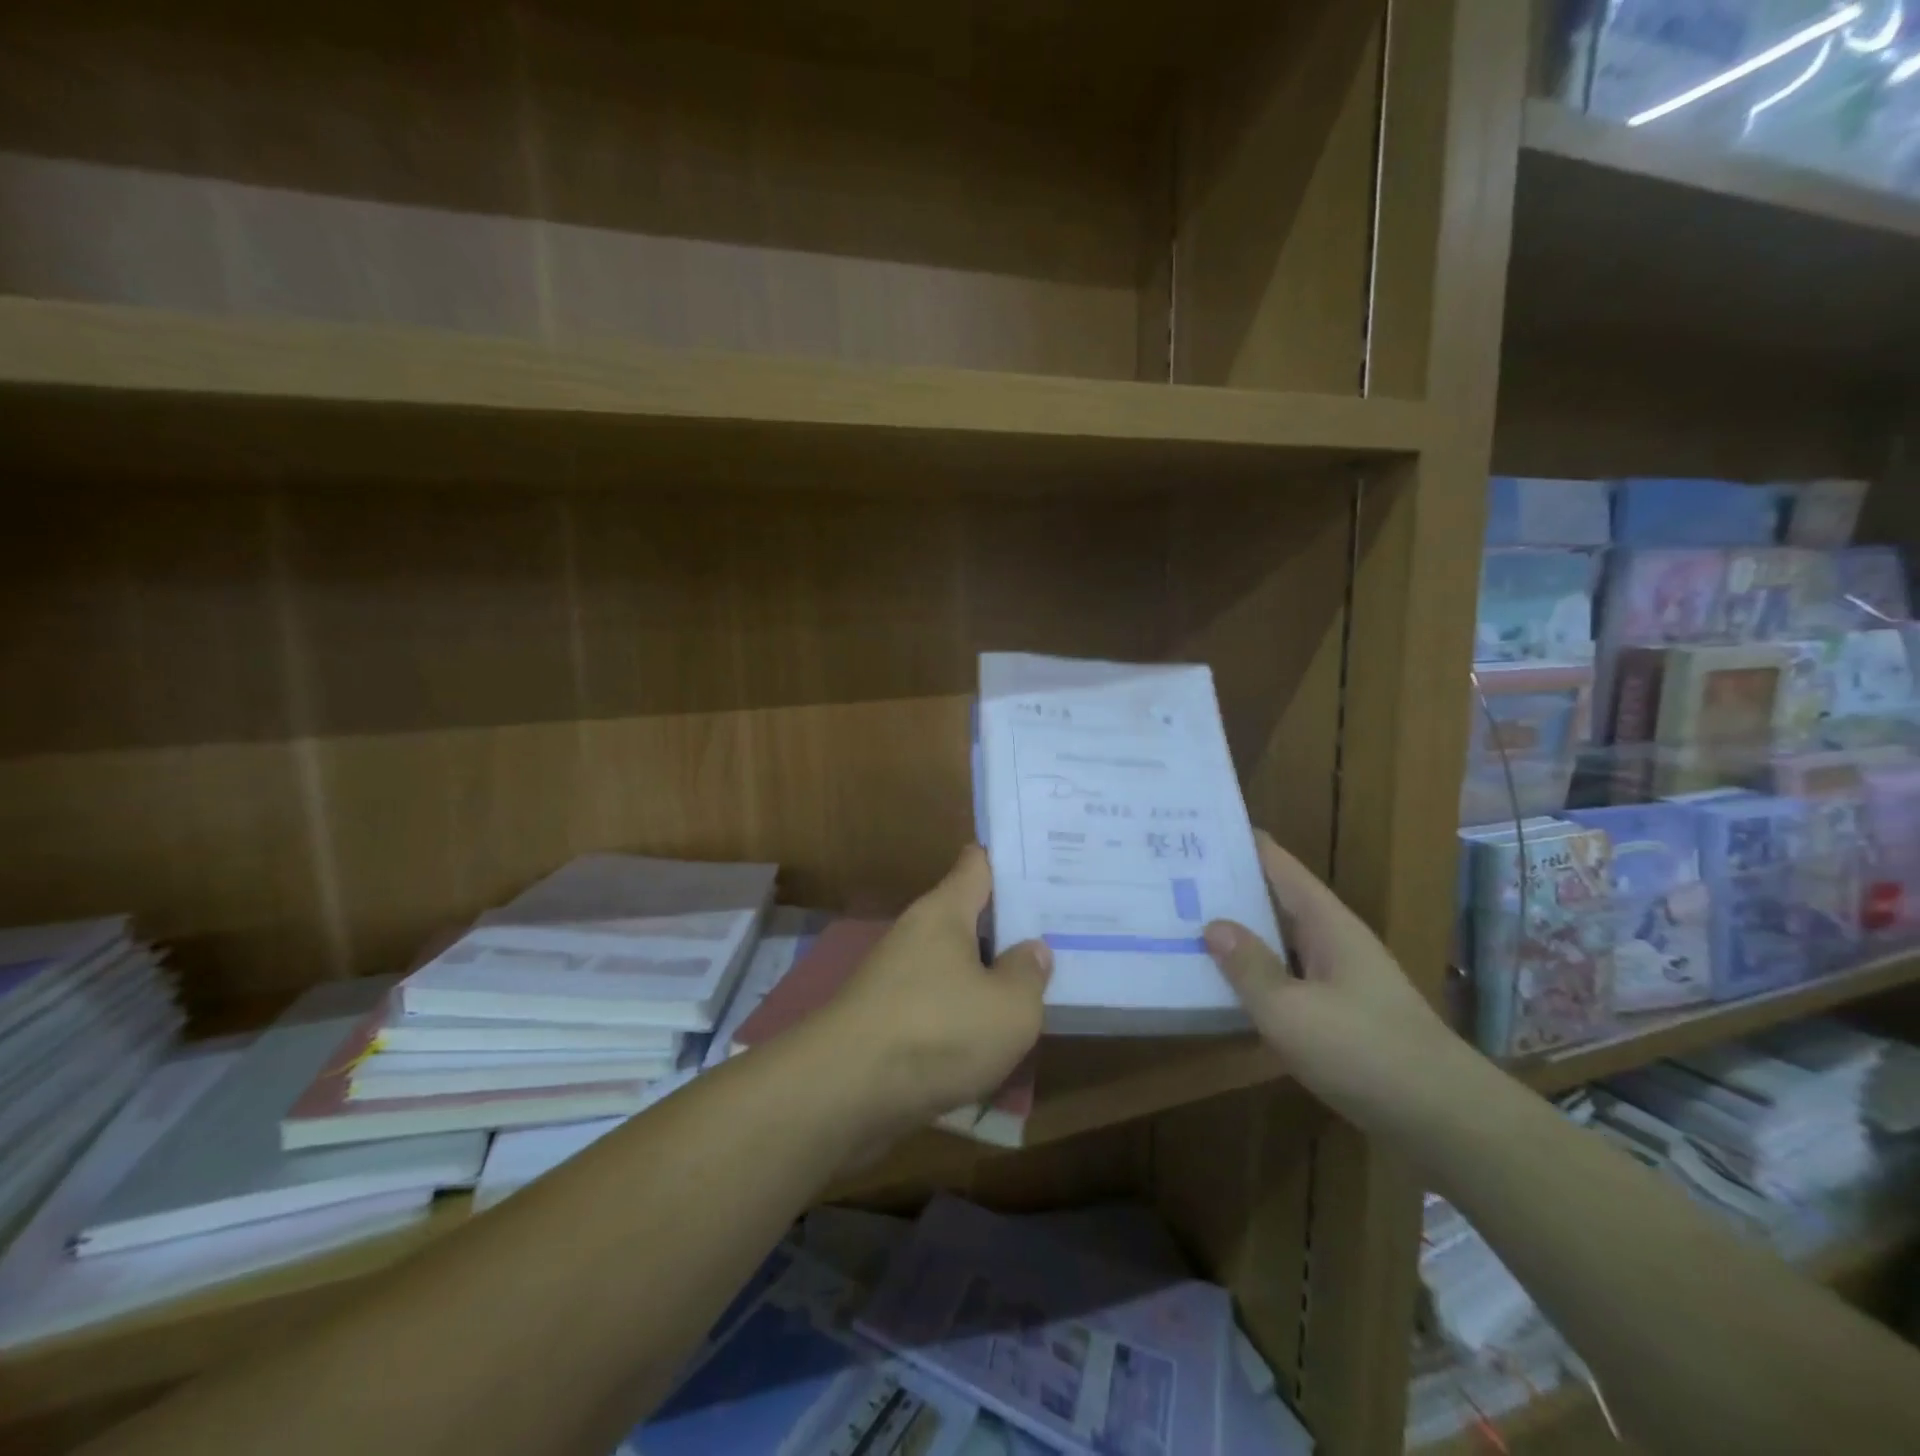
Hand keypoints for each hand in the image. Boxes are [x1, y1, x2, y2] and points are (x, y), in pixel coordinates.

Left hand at [821, 846, 1051, 1132]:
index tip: (1044, 864)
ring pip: (952, 963)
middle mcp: (916, 933)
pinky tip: (991, 1033)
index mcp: (944, 911)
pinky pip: (936, 1001)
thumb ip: (1028, 974)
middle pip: (967, 916)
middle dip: (1006, 925)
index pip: (976, 864)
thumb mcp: (1009, 1008)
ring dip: (985, 973)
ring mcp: (894, 976)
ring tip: (1034, 984)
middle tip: (1058, 929)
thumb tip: (1031, 949)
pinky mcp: (884, 1018)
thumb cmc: (937, 1032)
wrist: (844, 1093)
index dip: (1007, 861)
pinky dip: (962, 1011)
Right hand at [1204, 832, 1460, 1130]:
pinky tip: (1224, 985)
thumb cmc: (1364, 1052)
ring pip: (1281, 941)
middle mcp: (1335, 940)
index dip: (1242, 843)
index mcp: (1327, 923)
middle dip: (1231, 888)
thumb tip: (1213, 925)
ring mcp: (1341, 978)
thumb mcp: (1290, 1010)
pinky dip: (1257, 974)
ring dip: (1241, 933)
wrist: (1445, 1121)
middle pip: (1277, 899)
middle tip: (1173, 877)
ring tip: (1186, 924)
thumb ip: (1249, 967)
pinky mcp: (1342, 1014)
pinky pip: (1289, 978)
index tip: (1198, 829)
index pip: (1279, 864)